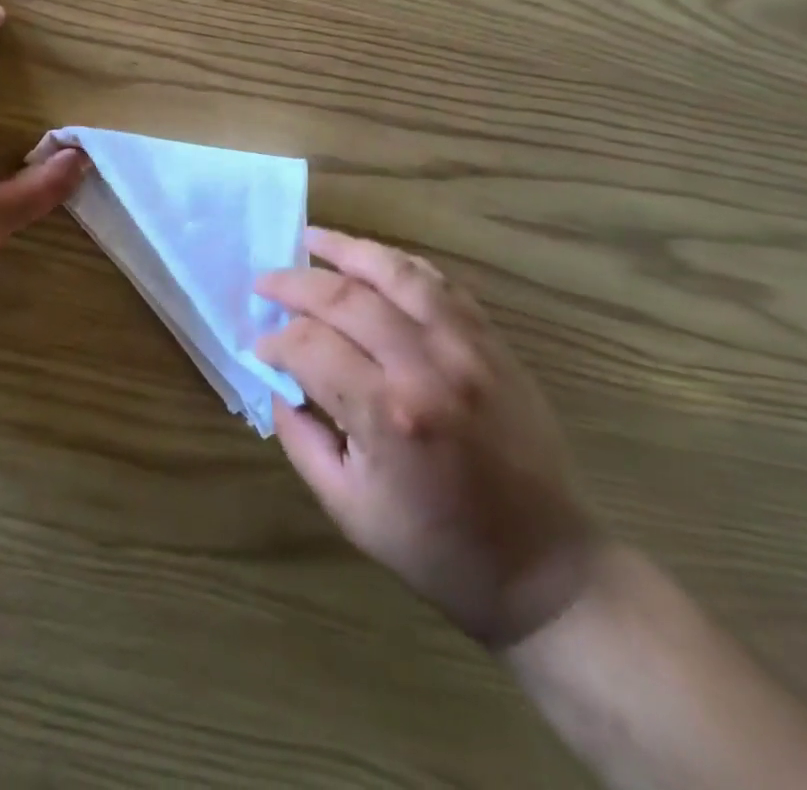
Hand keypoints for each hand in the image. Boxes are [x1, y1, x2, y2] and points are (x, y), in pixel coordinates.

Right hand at [256, 229, 600, 647]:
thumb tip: (279, 379)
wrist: (547, 568)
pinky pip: (440, 284)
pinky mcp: (494, 342)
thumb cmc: (438, 549)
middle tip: (265, 282)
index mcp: (388, 415)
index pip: (309, 347)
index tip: (259, 346)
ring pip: (396, 272)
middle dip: (294, 284)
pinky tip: (373, 259)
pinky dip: (400, 264)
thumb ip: (301, 437)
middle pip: (344, 297)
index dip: (275, 341)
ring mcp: (467, 346)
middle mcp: (426, 366)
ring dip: (347, 249)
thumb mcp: (348, 508)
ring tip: (311, 239)